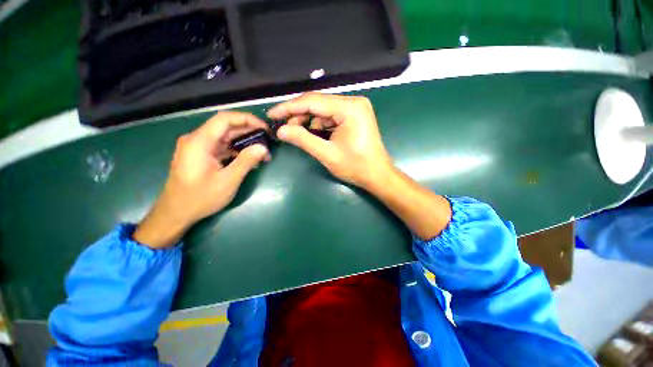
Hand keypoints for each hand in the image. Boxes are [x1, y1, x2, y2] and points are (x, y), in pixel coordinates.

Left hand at [133, 112, 269, 247]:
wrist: (175, 213)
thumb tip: (263, 148)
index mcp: (199, 142)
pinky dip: (236, 150)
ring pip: (225, 137)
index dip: (247, 119)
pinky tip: (249, 158)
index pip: (225, 119)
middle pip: (226, 127)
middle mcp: (197, 139)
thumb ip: (246, 162)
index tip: (265, 128)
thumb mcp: (227, 181)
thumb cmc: (200, 198)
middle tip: (267, 142)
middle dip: (249, 132)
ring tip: (262, 152)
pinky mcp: (201, 155)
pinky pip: (221, 147)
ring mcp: (198, 147)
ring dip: (244, 142)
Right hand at [268, 93, 392, 188]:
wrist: (377, 175)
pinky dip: (319, 125)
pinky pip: (331, 117)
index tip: (272, 114)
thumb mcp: (327, 154)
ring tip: (295, 133)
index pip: (312, 101)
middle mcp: (353, 102)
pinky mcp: (354, 117)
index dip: (289, 107)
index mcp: (349, 108)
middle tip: (282, 127)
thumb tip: (281, 130)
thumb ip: (303, 139)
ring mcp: (355, 109)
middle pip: (318, 103)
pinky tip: (312, 134)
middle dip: (298, 115)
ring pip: (323, 110)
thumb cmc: (356, 167)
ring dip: (308, 121)